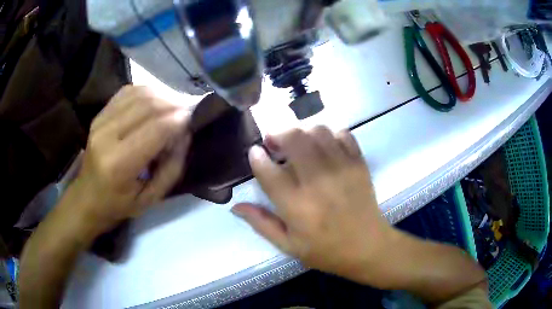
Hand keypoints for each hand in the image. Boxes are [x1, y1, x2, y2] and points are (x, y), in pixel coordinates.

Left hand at [66, 85, 191, 235]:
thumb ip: (172, 167)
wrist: (87, 197)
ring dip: (163, 95)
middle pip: (148, 104)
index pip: (155, 129)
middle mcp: (106, 136)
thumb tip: (185, 133)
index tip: (195, 118)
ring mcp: (100, 121)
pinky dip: (148, 92)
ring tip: (176, 105)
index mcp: (118, 164)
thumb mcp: (151, 198)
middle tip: (190, 110)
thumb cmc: (119, 204)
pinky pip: (129, 92)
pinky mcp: (99, 114)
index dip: (179, 119)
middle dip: (175, 103)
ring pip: (140, 93)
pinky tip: (157, 101)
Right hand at [232, 126, 397, 284]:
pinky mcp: (359, 164)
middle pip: (293, 138)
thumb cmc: (326, 251)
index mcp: (296, 206)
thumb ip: (261, 223)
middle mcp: (318, 181)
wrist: (368, 248)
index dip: (256, 156)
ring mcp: (342, 169)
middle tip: (275, 144)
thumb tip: (235, 207)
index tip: (256, 153)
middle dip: (278, 134)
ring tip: (299, 145)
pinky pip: (343, 134)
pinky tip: (324, 147)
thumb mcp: (288, 246)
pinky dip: (329, 134)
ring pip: (317, 131)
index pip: (268, 170)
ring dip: (302, 132)